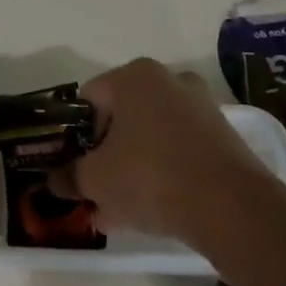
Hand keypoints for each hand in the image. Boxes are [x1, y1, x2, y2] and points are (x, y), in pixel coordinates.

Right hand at [53, 58, 266, 238]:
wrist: (230, 206)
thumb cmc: (150, 177)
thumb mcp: (95, 180)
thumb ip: (69, 177)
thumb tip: (54, 180)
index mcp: (134, 77)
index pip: (89, 100)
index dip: (74, 135)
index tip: (73, 166)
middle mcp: (170, 81)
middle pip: (122, 118)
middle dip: (105, 153)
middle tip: (94, 187)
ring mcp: (201, 107)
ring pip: (150, 137)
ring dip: (131, 167)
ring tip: (118, 208)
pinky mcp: (223, 136)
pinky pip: (178, 151)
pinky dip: (162, 172)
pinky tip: (149, 209)